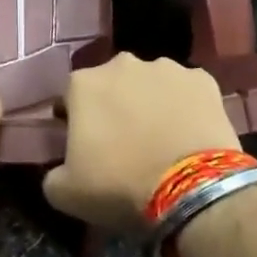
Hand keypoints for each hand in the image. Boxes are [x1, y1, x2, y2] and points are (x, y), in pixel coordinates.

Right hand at [43, 54, 240, 240]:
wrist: (193, 189)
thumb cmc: (119, 184)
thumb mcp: (64, 192)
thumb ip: (53, 173)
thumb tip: (60, 170)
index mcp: (83, 84)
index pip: (69, 98)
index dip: (74, 122)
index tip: (83, 146)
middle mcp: (122, 64)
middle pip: (110, 84)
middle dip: (113, 106)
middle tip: (122, 143)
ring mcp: (167, 68)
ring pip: (149, 84)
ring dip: (149, 103)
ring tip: (159, 138)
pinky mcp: (203, 80)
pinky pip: (186, 91)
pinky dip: (184, 106)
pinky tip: (188, 133)